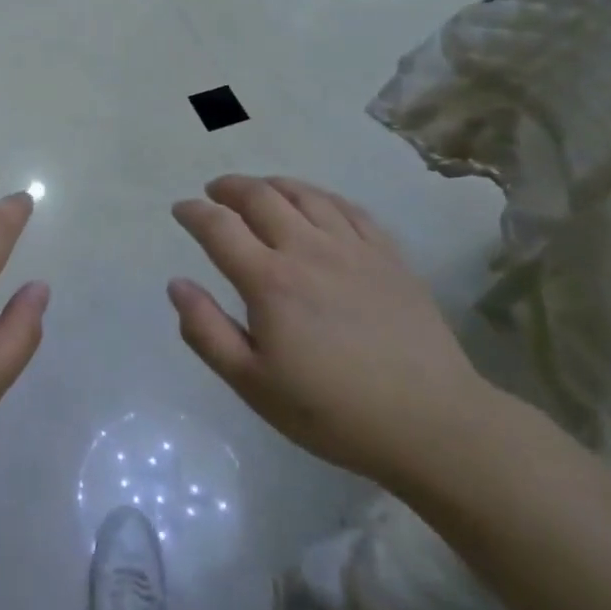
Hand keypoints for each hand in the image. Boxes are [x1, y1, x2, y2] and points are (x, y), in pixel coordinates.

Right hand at [169, 175, 497, 491]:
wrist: (433, 424)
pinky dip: (320, 196)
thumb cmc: (333, 411)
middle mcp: (307, 249)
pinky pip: (348, 208)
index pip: (219, 227)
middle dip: (229, 188)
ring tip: (258, 189)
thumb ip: (207, 331)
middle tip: (214, 192)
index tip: (181, 210)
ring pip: (304, 194)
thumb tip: (177, 284)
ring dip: (272, 184)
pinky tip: (315, 203)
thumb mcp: (254, 385)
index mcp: (269, 281)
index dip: (194, 212)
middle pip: (260, 197)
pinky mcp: (388, 255)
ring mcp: (352, 248)